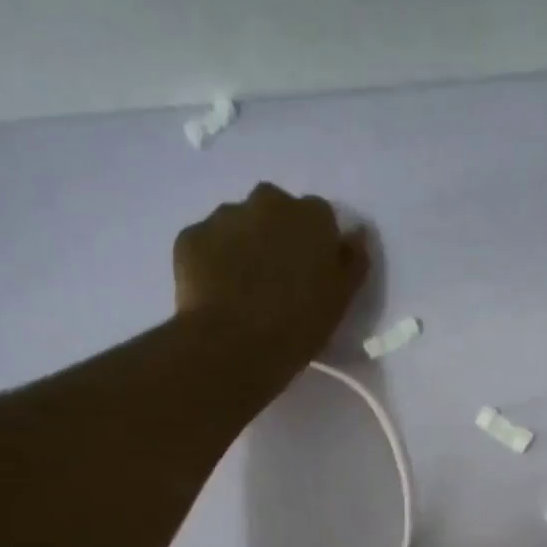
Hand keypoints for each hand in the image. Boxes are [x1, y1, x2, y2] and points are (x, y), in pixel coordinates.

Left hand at [174, 183, 369, 369]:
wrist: (234, 344)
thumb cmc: (300, 324)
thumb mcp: (341, 298)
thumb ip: (352, 260)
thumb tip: (356, 234)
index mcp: (311, 216)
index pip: (319, 217)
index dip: (315, 244)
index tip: (311, 272)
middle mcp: (267, 202)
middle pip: (274, 211)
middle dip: (275, 234)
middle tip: (275, 277)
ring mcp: (223, 216)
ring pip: (237, 224)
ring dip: (242, 245)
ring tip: (242, 288)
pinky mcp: (190, 237)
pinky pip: (206, 244)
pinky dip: (212, 261)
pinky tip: (216, 293)